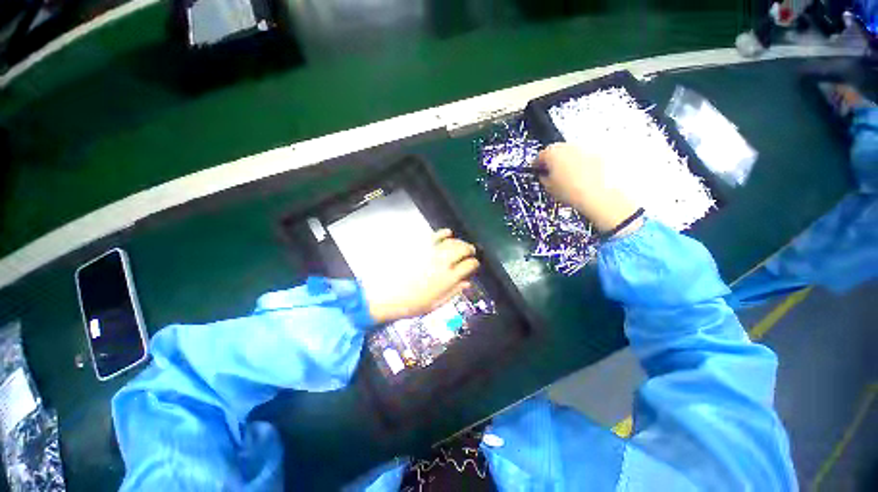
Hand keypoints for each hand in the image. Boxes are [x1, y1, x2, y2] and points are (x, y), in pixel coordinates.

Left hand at [367, 229, 479, 323]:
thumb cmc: (412, 304)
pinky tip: (448, 233)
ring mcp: (431, 253)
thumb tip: (468, 283)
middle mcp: (443, 263)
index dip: (474, 264)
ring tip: (461, 245)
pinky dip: (443, 233)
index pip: (469, 265)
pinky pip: (435, 235)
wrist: (386, 295)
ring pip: (452, 242)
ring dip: (460, 242)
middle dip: (470, 249)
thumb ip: (454, 292)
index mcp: (448, 278)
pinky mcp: (420, 246)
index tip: (474, 264)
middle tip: (471, 251)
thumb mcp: (436, 304)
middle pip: (463, 249)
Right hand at [534, 143, 641, 234]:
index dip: (537, 165)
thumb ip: (543, 177)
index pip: (539, 156)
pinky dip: (580, 164)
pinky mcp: (597, 154)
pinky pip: (583, 157)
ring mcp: (583, 148)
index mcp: (552, 153)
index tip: (537, 170)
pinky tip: (580, 177)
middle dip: (552, 161)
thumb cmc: (571, 191)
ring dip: (566, 162)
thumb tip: (544, 175)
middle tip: (551, 174)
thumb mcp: (548, 187)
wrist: (598, 195)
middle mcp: (568, 146)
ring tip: (567, 177)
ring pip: (570, 153)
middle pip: (556, 151)